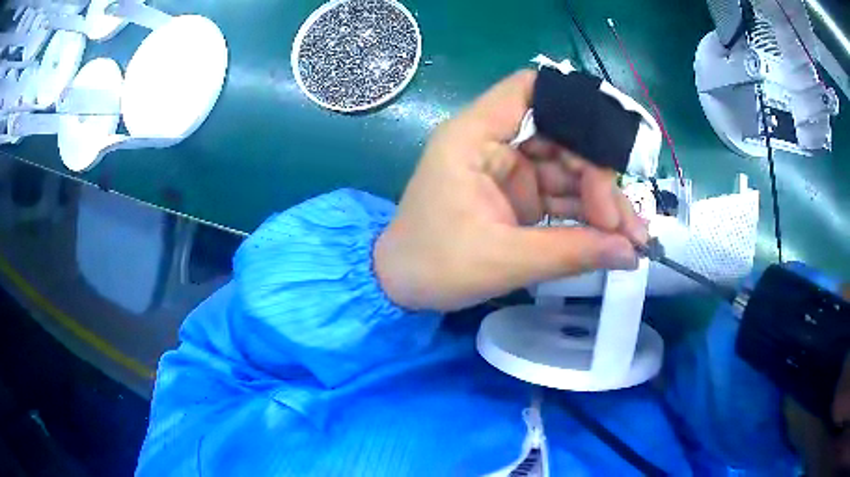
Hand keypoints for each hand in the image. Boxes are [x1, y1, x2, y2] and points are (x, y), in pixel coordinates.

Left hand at [374, 70, 646, 310]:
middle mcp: (493, 143)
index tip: (612, 144)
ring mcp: (508, 169)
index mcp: (473, 137)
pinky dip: (586, 216)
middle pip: (562, 136)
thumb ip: (571, 252)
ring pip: (567, 169)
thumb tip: (631, 253)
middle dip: (598, 178)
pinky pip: (561, 194)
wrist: (400, 288)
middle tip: (625, 226)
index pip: (527, 90)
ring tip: (631, 239)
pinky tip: (610, 239)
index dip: (572, 103)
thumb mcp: (504, 260)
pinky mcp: (517, 195)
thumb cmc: (434, 266)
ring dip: (600, 202)